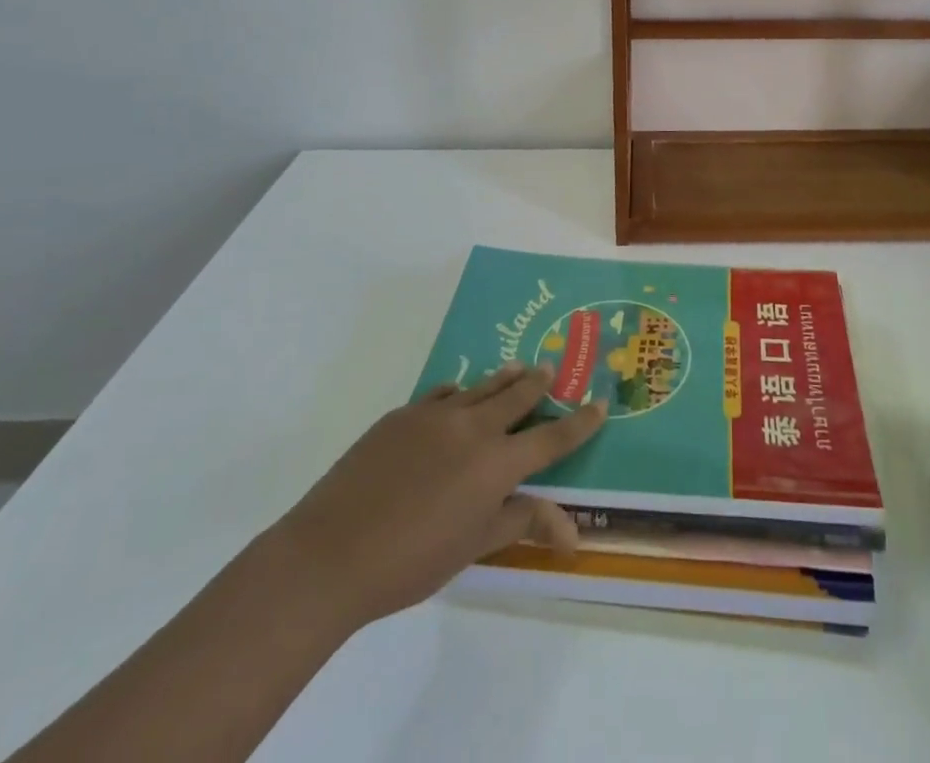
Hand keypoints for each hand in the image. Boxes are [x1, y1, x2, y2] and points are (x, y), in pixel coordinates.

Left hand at [274, 363, 605, 632]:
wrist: (331, 552)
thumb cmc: (411, 561)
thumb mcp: (474, 547)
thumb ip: (522, 523)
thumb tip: (572, 531)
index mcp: (497, 463)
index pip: (552, 437)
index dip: (580, 422)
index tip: (599, 403)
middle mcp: (474, 427)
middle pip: (518, 395)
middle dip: (540, 384)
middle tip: (552, 370)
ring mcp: (436, 415)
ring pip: (482, 386)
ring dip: (504, 378)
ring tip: (518, 368)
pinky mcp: (402, 414)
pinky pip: (443, 394)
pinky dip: (460, 394)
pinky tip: (458, 397)